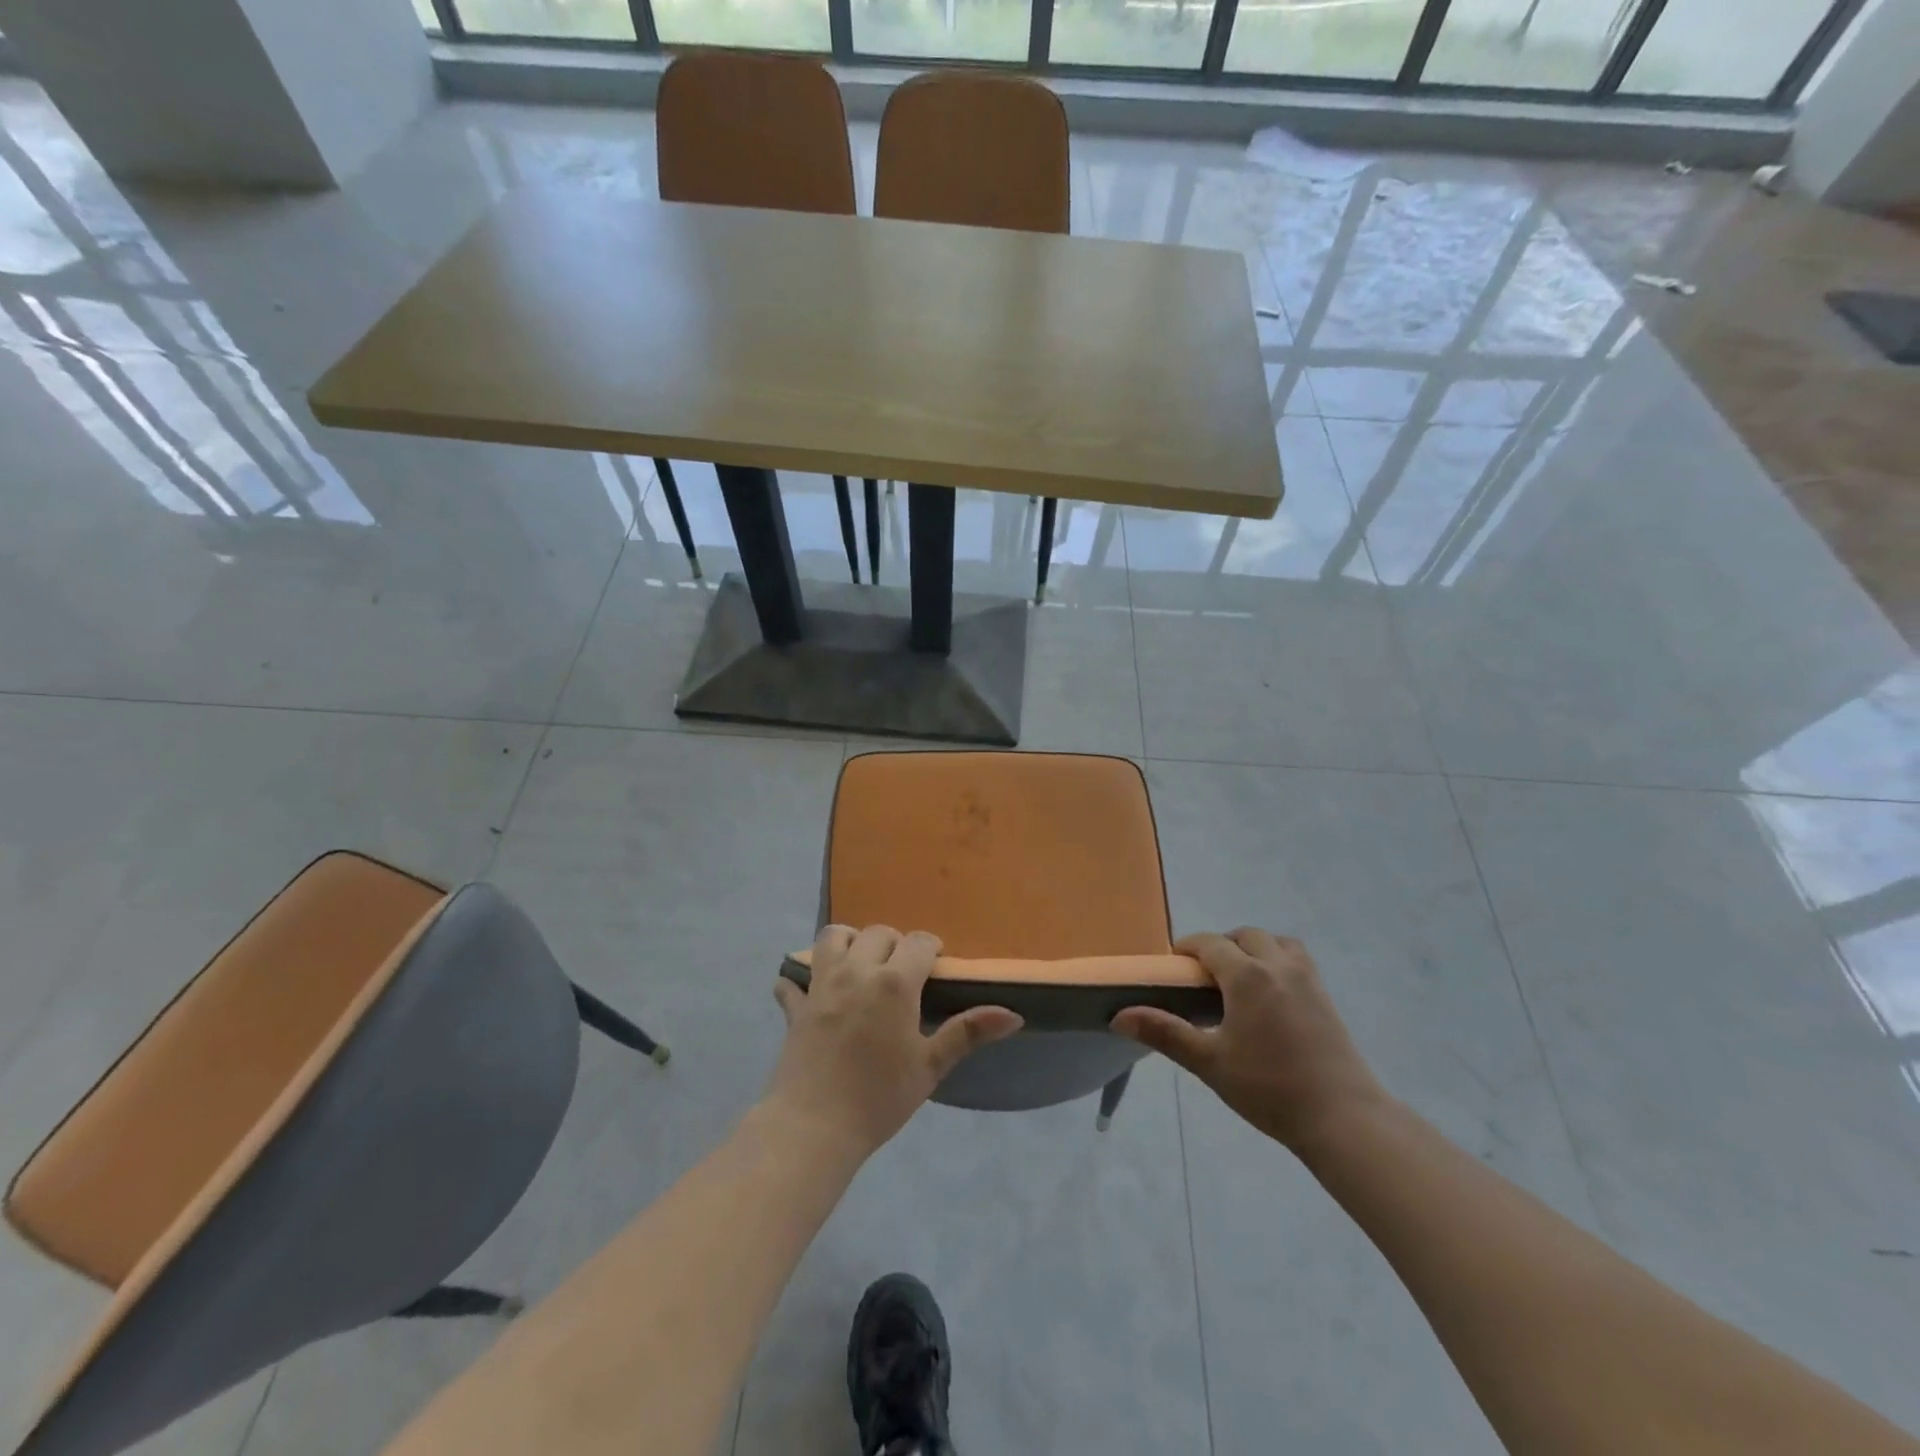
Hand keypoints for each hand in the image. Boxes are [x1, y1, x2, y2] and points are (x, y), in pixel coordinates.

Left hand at [767, 924, 1022, 1157]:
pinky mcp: (795, 1005)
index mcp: (894, 981)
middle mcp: (857, 970)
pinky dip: (802, 980)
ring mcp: (821, 985)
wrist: (814, 1127)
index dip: (931, 949)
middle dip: (895, 944)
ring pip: (833, 938)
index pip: (919, 942)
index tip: (935, 969)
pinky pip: (793, 978)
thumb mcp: (931, 1066)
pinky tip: (813, 995)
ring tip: (861, 967)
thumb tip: (1014, 1014)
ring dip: (850, 943)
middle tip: (903, 973)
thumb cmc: (880, 1097)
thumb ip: (968, 1032)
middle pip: (878, 933)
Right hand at [1111, 928, 1386, 1153]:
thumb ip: (1164, 1033)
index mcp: (1247, 976)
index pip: (1210, 943)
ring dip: (1255, 948)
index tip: (1174, 965)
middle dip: (1222, 945)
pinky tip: (1271, 997)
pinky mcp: (1326, 998)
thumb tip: (1119, 1017)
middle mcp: (1278, 966)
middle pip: (1246, 936)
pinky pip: (1298, 960)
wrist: (1343, 1118)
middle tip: (1206, 975)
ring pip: (1277, 943)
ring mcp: (1308, 980)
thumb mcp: (1209, 1062)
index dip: (1188, 948)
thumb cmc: (1269, 1088)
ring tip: (1240, 979)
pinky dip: (1279, 962)